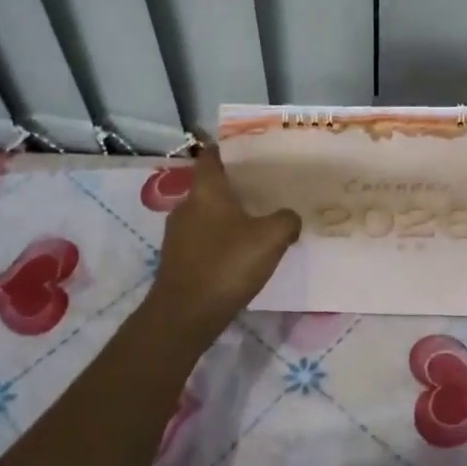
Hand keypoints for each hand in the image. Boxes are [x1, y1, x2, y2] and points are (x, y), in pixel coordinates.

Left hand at [145, 145, 300, 338]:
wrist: (185, 315)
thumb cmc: (227, 264)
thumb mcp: (271, 238)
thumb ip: (286, 220)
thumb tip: (289, 218)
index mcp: (206, 191)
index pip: (211, 158)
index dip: (226, 150)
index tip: (247, 151)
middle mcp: (186, 207)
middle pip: (210, 188)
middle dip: (234, 188)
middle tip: (263, 190)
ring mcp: (177, 236)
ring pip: (206, 216)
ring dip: (227, 217)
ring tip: (256, 224)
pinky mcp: (177, 261)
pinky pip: (202, 240)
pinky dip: (219, 241)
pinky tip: (239, 255)